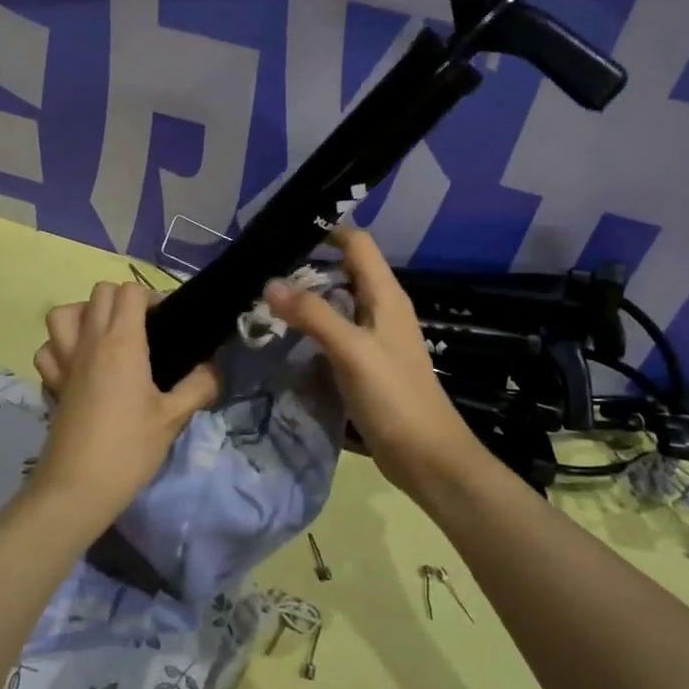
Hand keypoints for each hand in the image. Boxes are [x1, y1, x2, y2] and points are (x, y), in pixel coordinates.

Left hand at [32, 282, 218, 513]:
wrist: (77, 488)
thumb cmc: (129, 449)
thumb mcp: (174, 418)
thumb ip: (199, 386)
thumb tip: (212, 369)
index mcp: (122, 343)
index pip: (130, 292)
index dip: (151, 297)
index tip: (166, 322)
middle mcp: (90, 342)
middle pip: (100, 292)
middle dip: (123, 299)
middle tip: (144, 327)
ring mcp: (65, 361)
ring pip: (63, 313)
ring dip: (85, 314)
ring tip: (106, 335)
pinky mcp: (52, 383)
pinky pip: (48, 349)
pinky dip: (60, 347)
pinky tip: (79, 363)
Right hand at [265, 227, 485, 501]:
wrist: (426, 456)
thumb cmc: (394, 396)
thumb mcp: (351, 350)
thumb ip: (313, 314)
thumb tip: (270, 283)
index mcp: (385, 295)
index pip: (357, 243)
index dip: (326, 232)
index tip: (283, 232)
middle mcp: (382, 308)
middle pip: (344, 270)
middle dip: (307, 265)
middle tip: (262, 269)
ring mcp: (375, 337)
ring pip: (338, 302)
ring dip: (307, 298)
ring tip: (265, 300)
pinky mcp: (367, 363)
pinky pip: (336, 332)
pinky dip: (313, 327)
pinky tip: (287, 337)